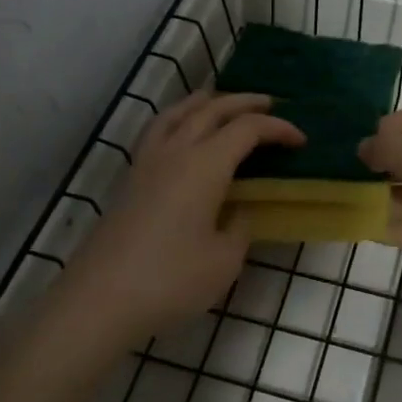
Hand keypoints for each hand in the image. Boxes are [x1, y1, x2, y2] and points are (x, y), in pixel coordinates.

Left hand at [60, 91, 303, 349]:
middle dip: (245, 102)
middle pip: (212, 108)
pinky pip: (158, 129)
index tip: (300, 140)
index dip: (277, 129)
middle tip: (270, 105)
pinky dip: (179, 118)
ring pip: (178, 112)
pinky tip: (182, 134)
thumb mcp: (224, 260)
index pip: (247, 129)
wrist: (100, 298)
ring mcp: (147, 162)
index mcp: (205, 165)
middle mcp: (175, 151)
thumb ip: (239, 227)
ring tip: (223, 104)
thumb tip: (238, 210)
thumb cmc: (170, 280)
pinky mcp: (130, 178)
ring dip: (206, 102)